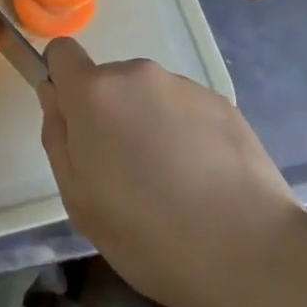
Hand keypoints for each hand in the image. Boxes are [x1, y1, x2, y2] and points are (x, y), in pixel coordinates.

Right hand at [38, 38, 306, 306]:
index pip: (62, 52)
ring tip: (172, 184)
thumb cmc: (148, 233)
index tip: (75, 123)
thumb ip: (57, 137)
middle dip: (109, 116)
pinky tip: (204, 182)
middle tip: (126, 174)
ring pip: (149, 98)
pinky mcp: (223, 104)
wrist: (252, 254)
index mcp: (94, 93)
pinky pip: (186, 111)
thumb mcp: (78, 199)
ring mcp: (185, 87)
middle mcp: (138, 75)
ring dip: (149, 125)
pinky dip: (186, 135)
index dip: (63, 82)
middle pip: (108, 83)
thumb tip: (54, 95)